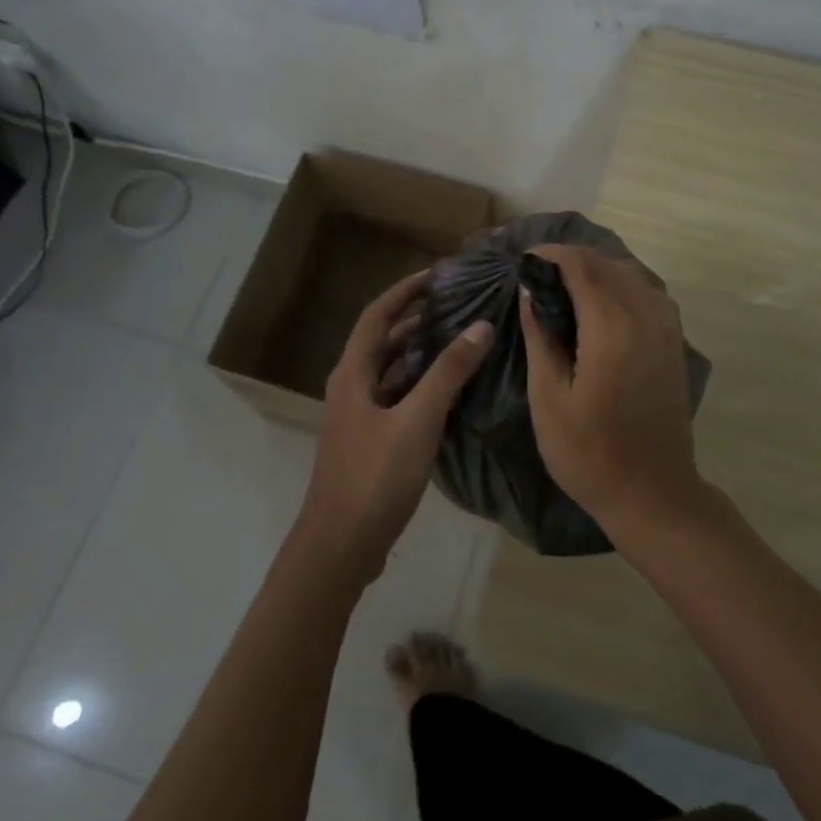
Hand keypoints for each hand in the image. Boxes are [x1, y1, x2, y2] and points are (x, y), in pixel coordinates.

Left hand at [298, 269, 492, 582]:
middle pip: (382, 340)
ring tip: (458, 338)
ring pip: (390, 370)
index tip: (438, 274)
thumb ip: (449, 373)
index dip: (405, 291)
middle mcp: (351, 387)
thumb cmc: (375, 476)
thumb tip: (481, 327)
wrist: (340, 545)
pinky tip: (449, 390)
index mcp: (353, 374)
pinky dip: (420, 384)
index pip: (377, 315)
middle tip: (456, 304)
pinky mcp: (370, 441)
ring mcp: (358, 416)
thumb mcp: (417, 420)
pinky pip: (397, 397)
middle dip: (415, 318)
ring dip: (419, 351)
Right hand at [517, 244, 705, 533]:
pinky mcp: (674, 340)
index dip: (549, 254)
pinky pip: (646, 291)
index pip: (580, 265)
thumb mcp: (549, 398)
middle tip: (535, 275)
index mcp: (612, 327)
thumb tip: (529, 290)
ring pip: (629, 272)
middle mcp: (645, 315)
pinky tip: (597, 305)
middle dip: (569, 259)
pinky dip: (618, 284)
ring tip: (562, 288)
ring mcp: (666, 326)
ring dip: (595, 269)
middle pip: (606, 263)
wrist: (654, 493)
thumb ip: (540, 336)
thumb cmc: (589, 454)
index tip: (522, 260)